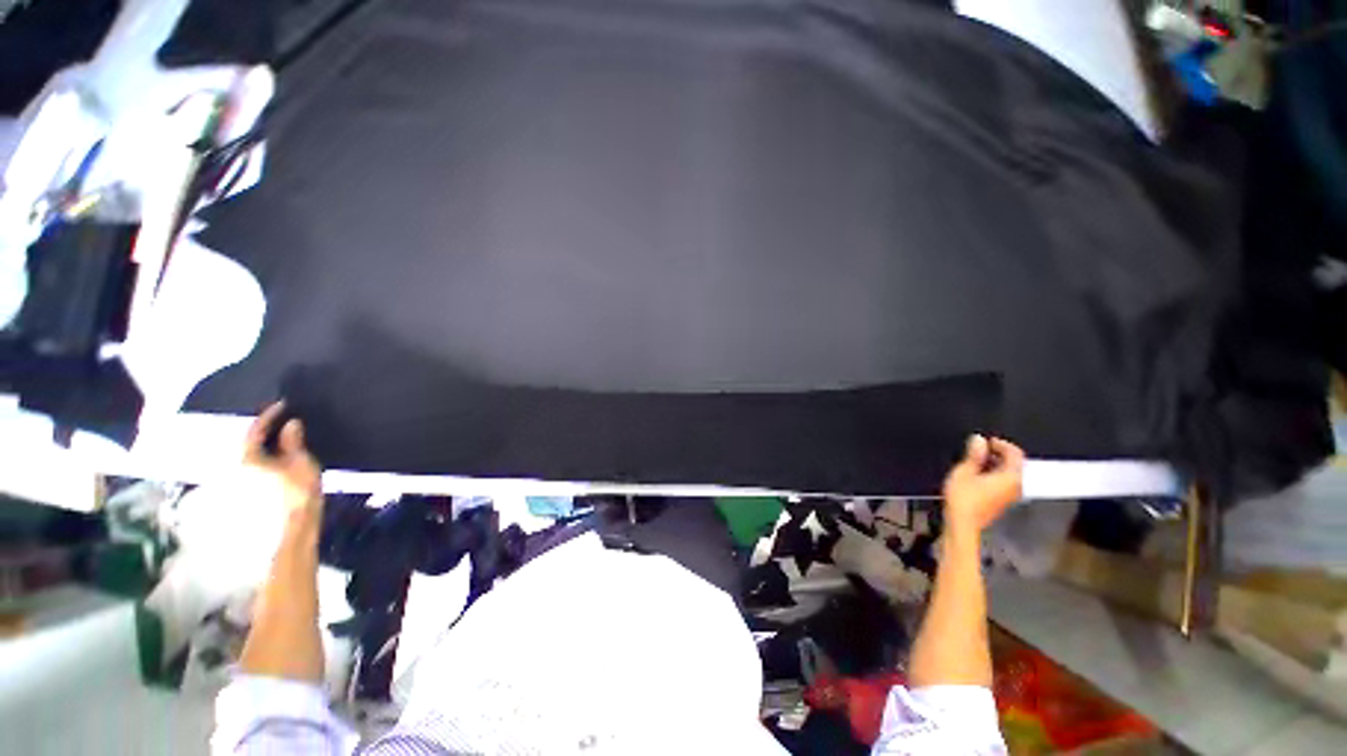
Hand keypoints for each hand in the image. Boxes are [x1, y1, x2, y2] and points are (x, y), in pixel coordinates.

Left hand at [244, 401, 321, 512]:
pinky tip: (280, 456)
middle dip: (265, 430)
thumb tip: (291, 423)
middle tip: (282, 419)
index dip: (270, 415)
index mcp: (249, 458)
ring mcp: (244, 480)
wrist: (293, 525)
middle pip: (250, 442)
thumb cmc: (298, 492)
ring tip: (283, 436)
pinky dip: (267, 456)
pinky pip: (257, 465)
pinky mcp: (252, 490)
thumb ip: (293, 442)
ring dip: (266, 443)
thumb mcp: (301, 462)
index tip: (284, 404)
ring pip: (253, 454)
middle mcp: (239, 467)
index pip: (256, 430)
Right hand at [941, 435, 1023, 535]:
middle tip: (978, 450)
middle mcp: (1017, 486)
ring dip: (995, 464)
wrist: (962, 524)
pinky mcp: (1003, 502)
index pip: (1015, 453)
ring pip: (1009, 474)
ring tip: (975, 461)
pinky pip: (1004, 482)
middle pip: (1014, 464)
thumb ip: (974, 455)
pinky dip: (994, 474)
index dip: (1000, 444)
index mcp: (1011, 477)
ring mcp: (1011, 496)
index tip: (984, 441)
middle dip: (999, 454)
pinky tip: (977, 475)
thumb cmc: (963, 497)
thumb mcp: (964, 471)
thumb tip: (979, 440)